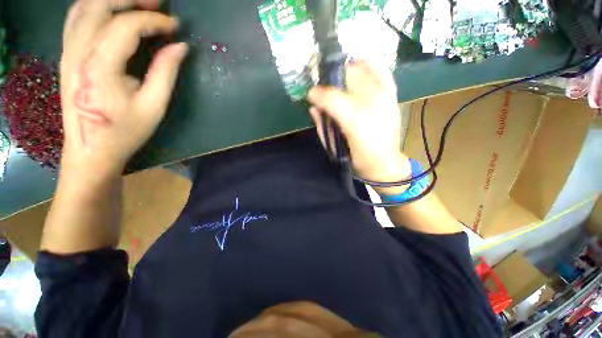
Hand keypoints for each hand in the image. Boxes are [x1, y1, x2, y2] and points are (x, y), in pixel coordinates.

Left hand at [60, 0, 187, 176]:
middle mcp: (78, 51)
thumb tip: (180, 47)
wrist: (90, 150)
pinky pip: (76, 17)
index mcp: (100, 66)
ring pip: (85, 7)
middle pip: (101, 6)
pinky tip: (111, 10)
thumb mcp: (154, 106)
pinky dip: (94, 6)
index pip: (126, 26)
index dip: (154, 21)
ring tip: (138, 3)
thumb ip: (166, 72)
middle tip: (158, 4)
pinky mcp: (66, 55)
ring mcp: (68, 51)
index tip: (176, 27)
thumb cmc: (125, 132)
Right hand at [308, 61, 410, 184]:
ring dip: (347, 71)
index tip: (310, 95)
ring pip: (363, 71)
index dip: (318, 94)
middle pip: (347, 78)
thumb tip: (313, 107)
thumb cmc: (356, 158)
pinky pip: (382, 72)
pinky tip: (360, 62)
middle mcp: (371, 105)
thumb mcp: (333, 146)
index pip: (332, 98)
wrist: (384, 163)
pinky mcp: (392, 97)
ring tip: (338, 78)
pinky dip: (370, 64)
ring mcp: (385, 98)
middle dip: (331, 79)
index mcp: (354, 122)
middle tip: (324, 87)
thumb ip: (322, 125)